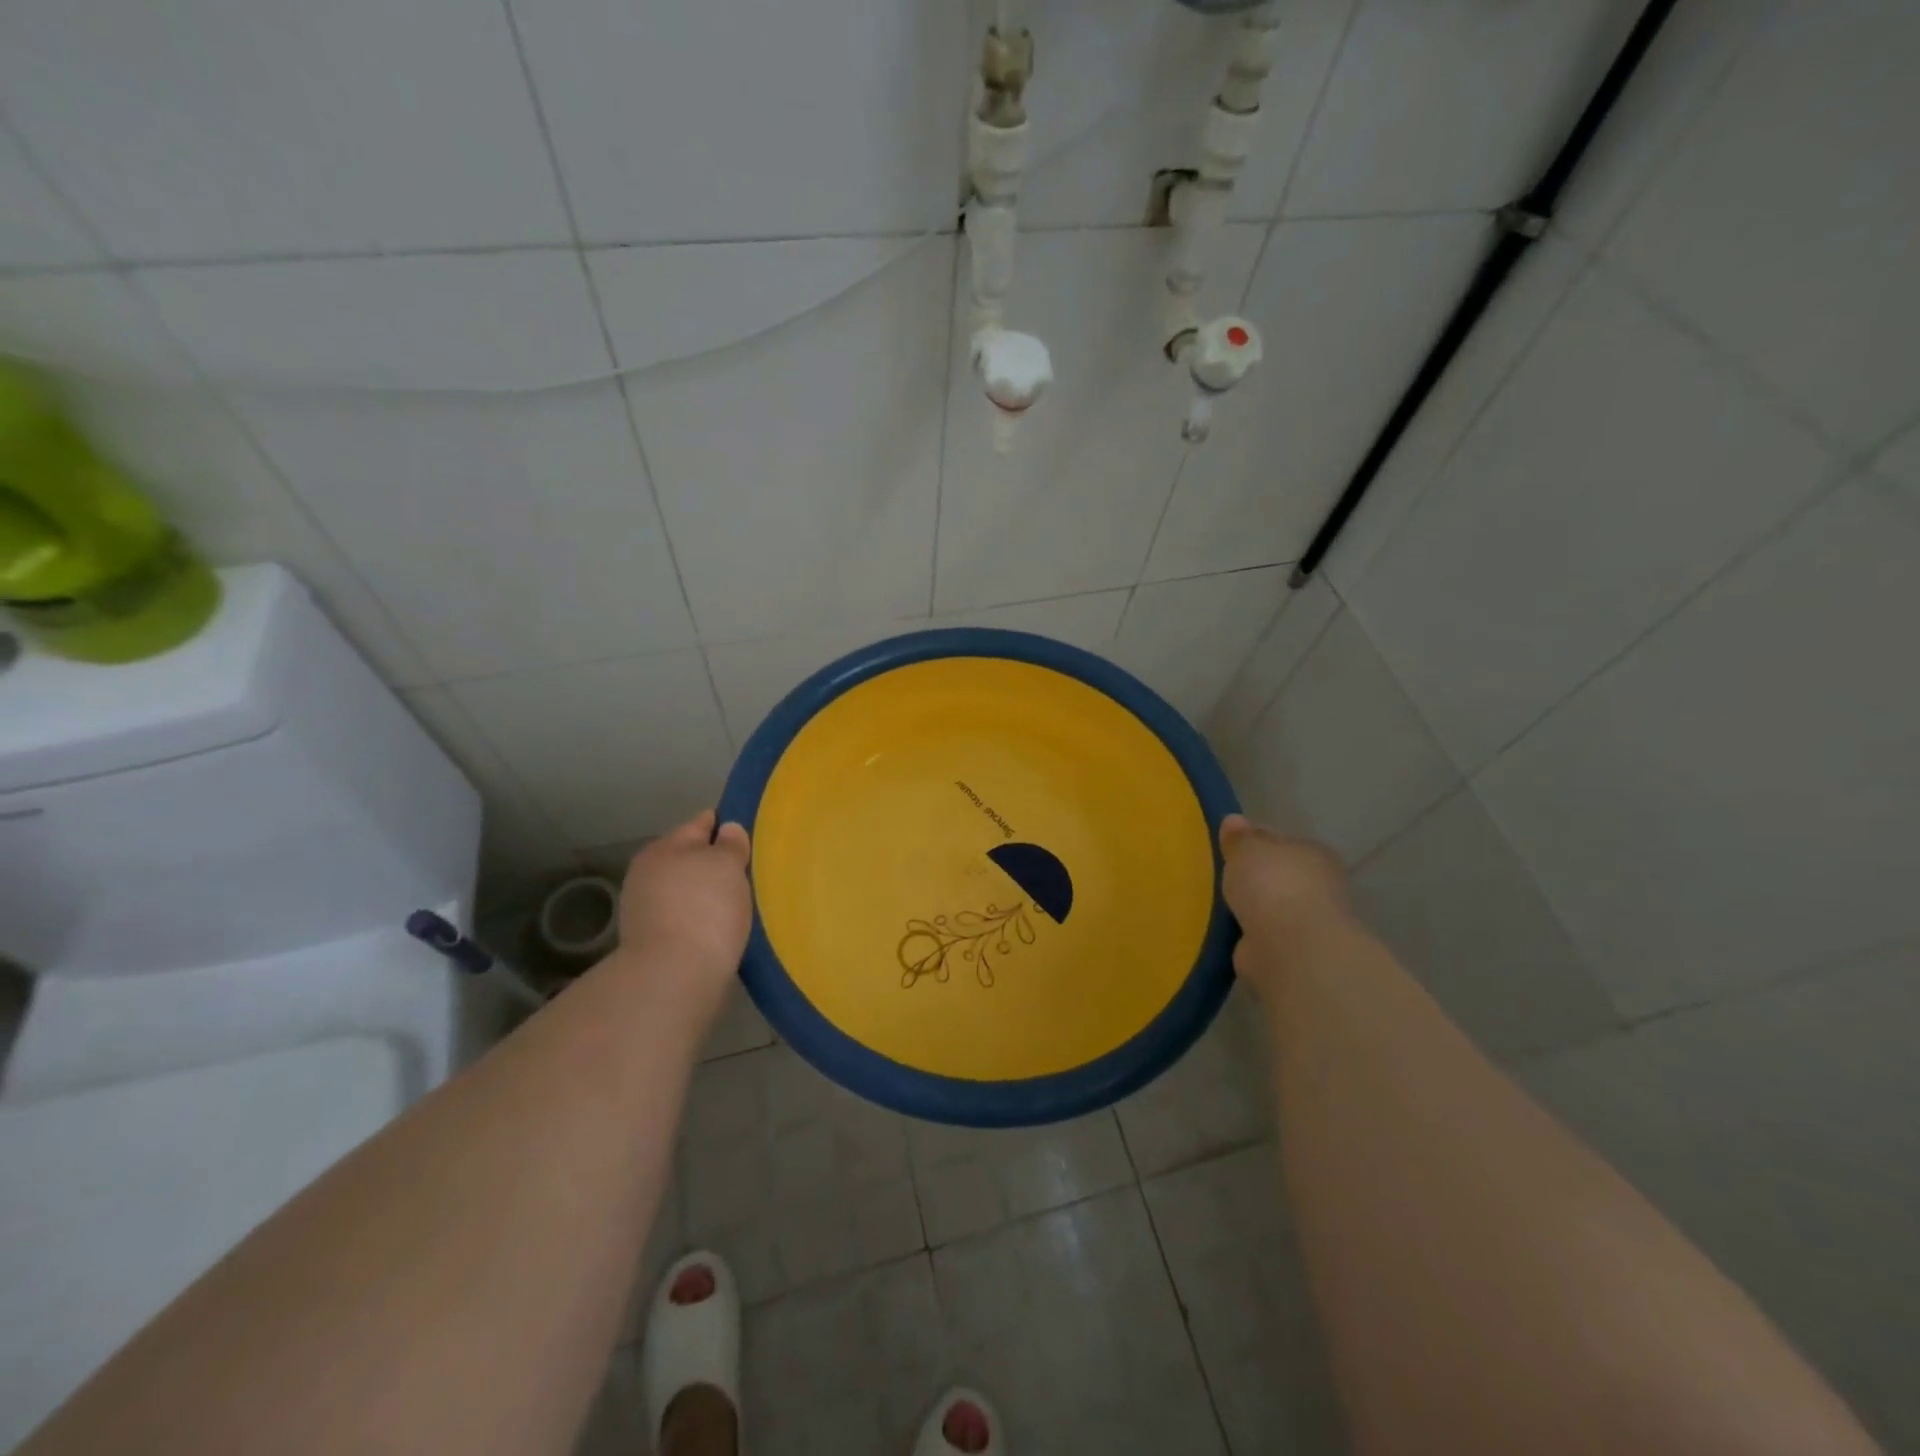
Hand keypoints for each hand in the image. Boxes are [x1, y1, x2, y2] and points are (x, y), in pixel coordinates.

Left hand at [613, 810, 752, 1016]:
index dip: (727, 826)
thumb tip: (727, 829)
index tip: (751, 836)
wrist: (675, 977)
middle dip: (716, 864)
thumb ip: (730, 844)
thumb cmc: (705, 909)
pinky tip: (723, 930)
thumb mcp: (726, 864)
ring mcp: (646, 910)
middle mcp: (648, 874)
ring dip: (708, 895)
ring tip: (740, 905)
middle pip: (691, 858)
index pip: (701, 824)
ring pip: (688, 891)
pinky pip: (686, 919)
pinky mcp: (653, 943)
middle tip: (750, 873)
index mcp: (664, 847)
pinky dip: (702, 921)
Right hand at [1219, 813, 1352, 997]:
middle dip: (1252, 877)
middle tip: (1219, 875)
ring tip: (1217, 904)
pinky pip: (1260, 935)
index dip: (1254, 841)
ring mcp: (1305, 921)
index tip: (1228, 846)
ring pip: (1268, 906)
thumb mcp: (1246, 848)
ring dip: (1249, 908)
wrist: (1290, 947)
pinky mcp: (1290, 952)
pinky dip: (1247, 934)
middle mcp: (1316, 885)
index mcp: (1312, 852)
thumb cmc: (1272, 884)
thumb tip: (1234, 821)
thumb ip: (1239, 837)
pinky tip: (1225, 930)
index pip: (1279, 840)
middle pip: (1276, 874)